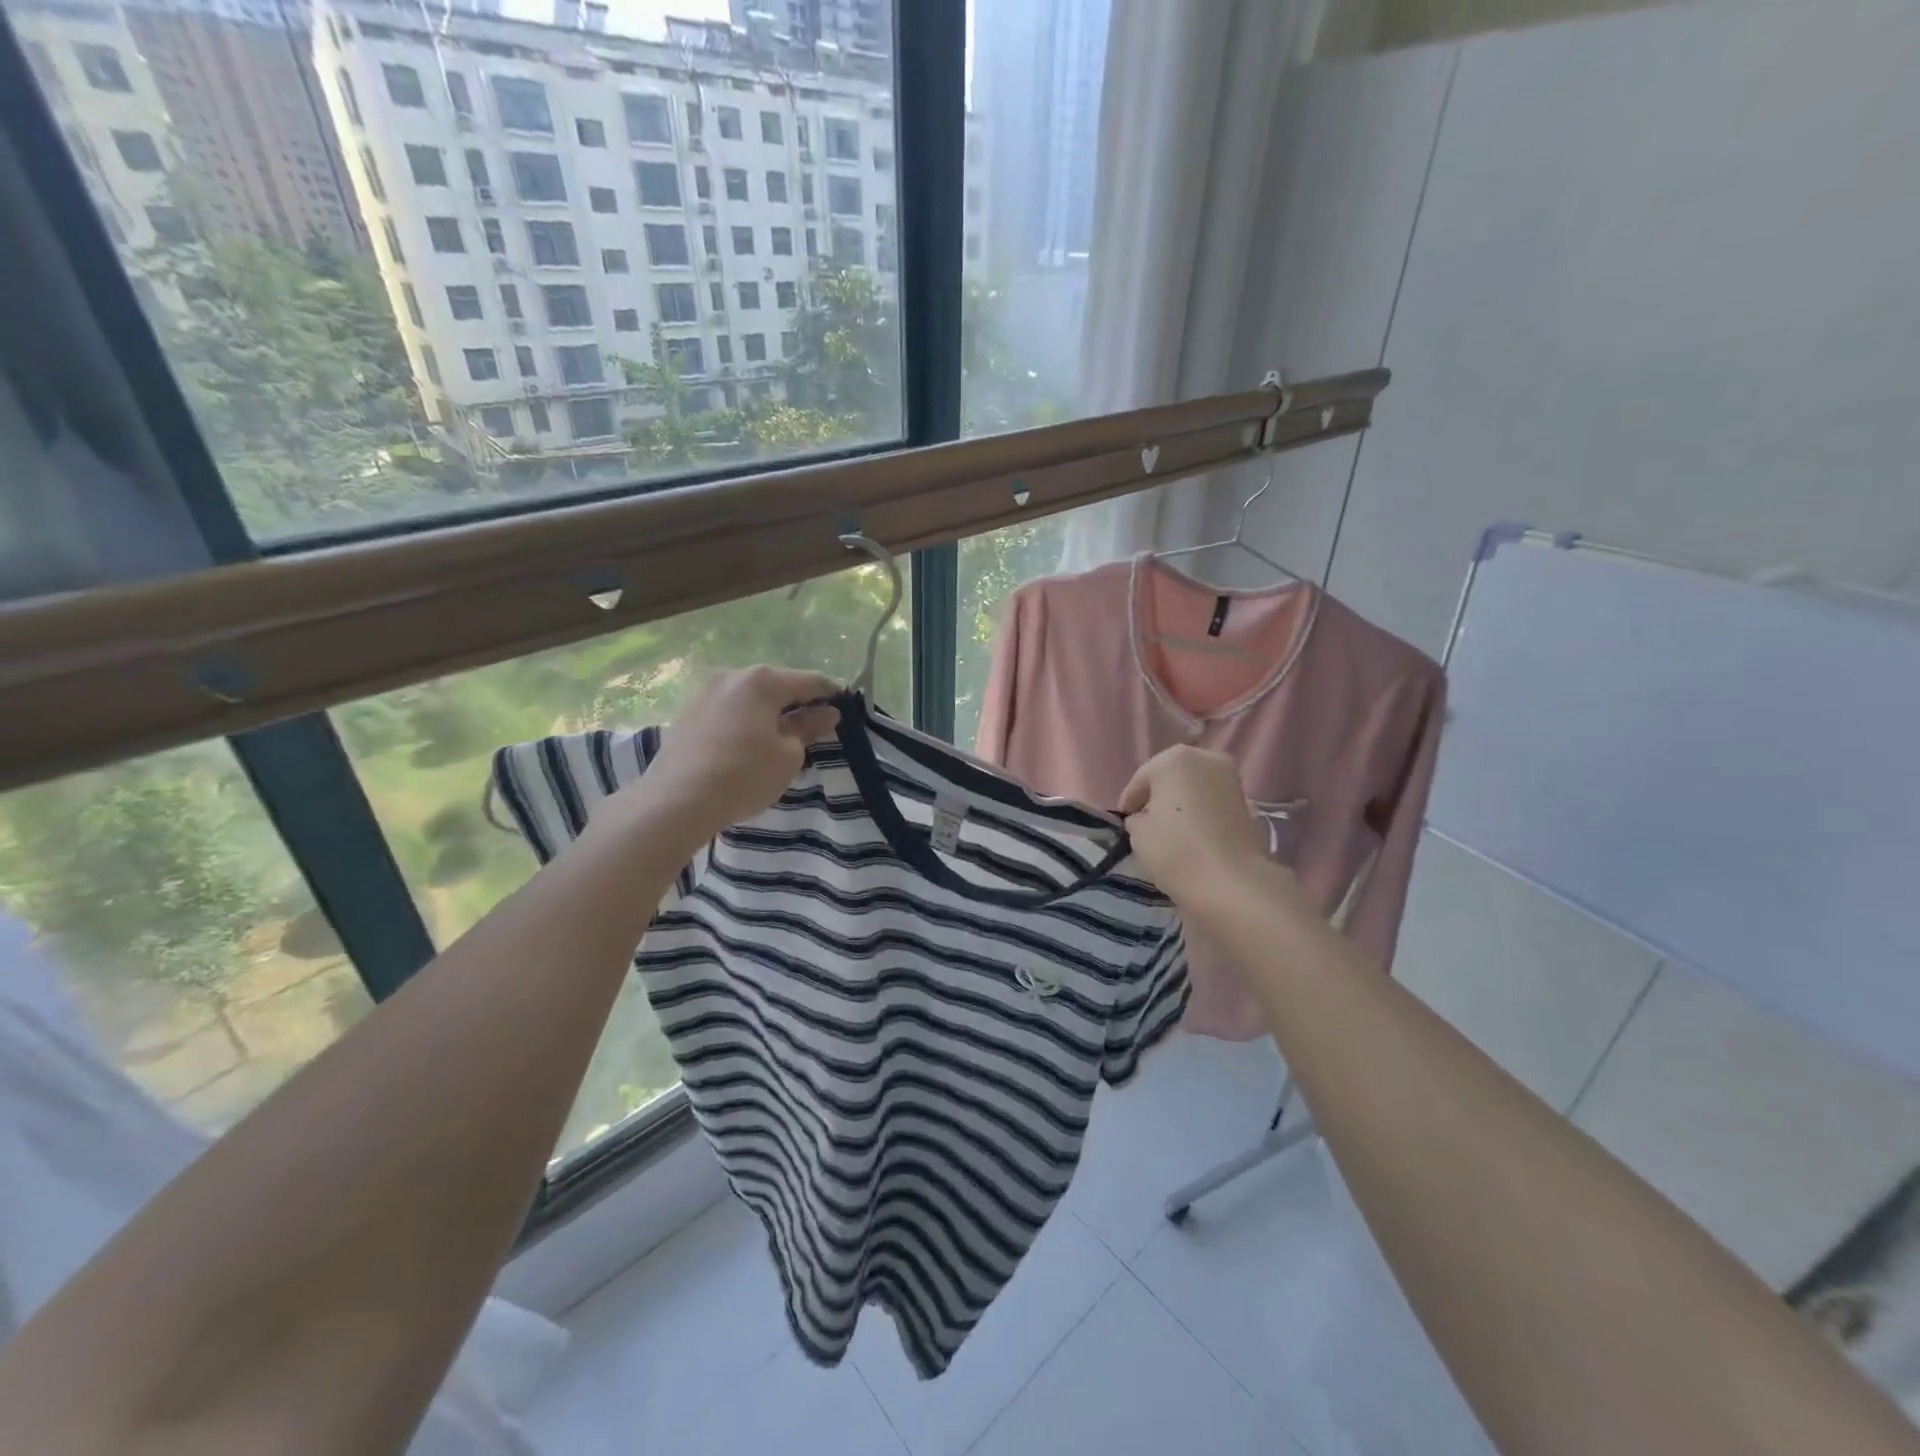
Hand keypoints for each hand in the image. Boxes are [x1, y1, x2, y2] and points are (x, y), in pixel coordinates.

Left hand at [625, 666, 840, 847]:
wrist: (676, 802)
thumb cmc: (744, 775)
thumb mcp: (788, 755)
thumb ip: (808, 728)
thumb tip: (827, 713)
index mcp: (761, 680)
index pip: (809, 681)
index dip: (831, 693)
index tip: (846, 707)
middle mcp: (731, 676)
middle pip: (776, 685)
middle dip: (798, 703)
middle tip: (816, 726)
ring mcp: (705, 693)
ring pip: (750, 698)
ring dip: (769, 713)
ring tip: (784, 739)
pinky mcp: (688, 714)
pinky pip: (729, 711)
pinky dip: (746, 722)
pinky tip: (751, 745)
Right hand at [1118, 745, 1270, 908]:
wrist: (1233, 883)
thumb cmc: (1176, 851)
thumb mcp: (1138, 835)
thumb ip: (1136, 819)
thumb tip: (1143, 819)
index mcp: (1173, 759)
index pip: (1140, 781)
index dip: (1129, 803)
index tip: (1123, 824)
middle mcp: (1205, 758)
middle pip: (1170, 777)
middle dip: (1158, 797)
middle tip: (1146, 823)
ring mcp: (1231, 778)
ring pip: (1194, 787)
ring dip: (1182, 803)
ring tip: (1171, 830)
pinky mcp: (1248, 801)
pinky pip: (1213, 802)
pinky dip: (1202, 812)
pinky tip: (1194, 835)